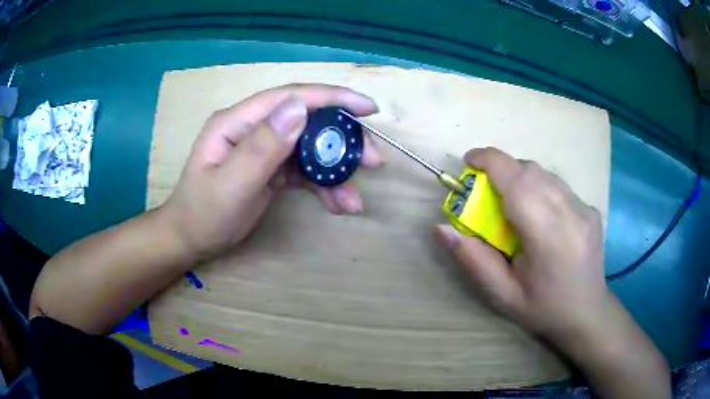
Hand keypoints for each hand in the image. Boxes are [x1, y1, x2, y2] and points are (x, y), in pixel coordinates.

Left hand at [160, 84, 382, 259]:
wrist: (191, 239)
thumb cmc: (203, 214)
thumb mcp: (230, 184)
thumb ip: (262, 146)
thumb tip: (299, 107)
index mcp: (239, 122)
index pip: (291, 98)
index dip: (332, 98)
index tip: (367, 109)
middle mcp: (254, 128)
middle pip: (308, 122)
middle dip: (342, 141)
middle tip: (374, 161)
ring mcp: (264, 148)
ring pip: (310, 149)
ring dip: (336, 172)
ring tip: (354, 199)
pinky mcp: (272, 169)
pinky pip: (304, 171)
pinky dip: (323, 186)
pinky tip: (338, 205)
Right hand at [434, 147, 608, 342]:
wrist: (587, 313)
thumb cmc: (543, 309)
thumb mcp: (502, 294)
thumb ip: (472, 259)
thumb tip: (441, 228)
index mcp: (549, 236)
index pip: (518, 180)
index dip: (490, 161)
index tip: (468, 162)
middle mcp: (571, 213)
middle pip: (530, 170)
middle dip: (502, 170)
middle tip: (486, 193)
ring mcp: (585, 207)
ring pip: (544, 174)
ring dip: (520, 178)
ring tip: (511, 205)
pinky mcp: (590, 207)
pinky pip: (557, 185)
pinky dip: (538, 188)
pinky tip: (537, 215)